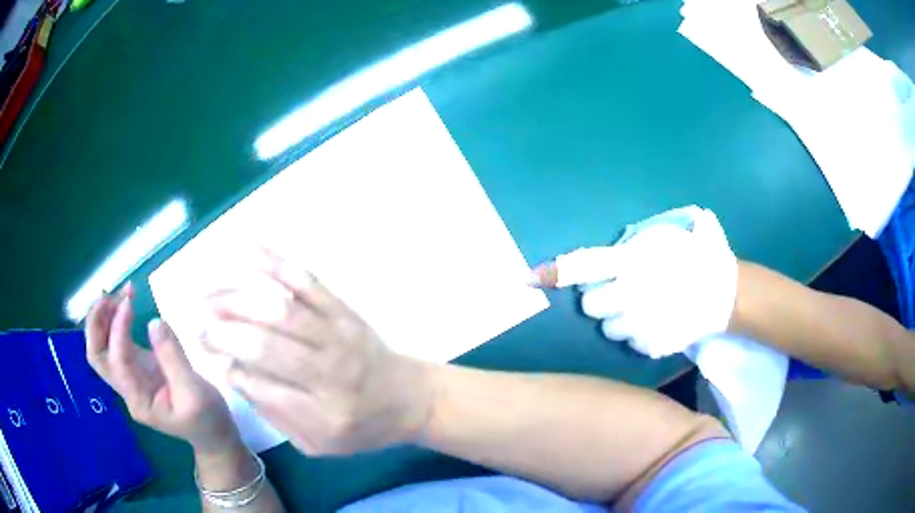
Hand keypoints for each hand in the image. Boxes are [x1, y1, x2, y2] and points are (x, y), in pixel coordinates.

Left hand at [85, 284, 238, 452]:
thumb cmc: (206, 419)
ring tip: (119, 292)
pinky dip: (116, 320)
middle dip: (97, 324)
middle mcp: (127, 389)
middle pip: (97, 356)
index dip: (118, 329)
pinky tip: (126, 302)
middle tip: (108, 296)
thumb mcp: (194, 392)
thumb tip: (154, 323)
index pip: (117, 361)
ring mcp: (131, 377)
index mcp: (139, 401)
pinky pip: (117, 342)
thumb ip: (173, 358)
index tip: (129, 302)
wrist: (213, 434)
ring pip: (103, 347)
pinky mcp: (138, 366)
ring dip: (104, 318)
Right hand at [203, 250, 433, 455]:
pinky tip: (252, 251)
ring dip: (239, 300)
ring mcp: (340, 336)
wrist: (410, 399)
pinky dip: (279, 264)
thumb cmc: (362, 428)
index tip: (217, 362)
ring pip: (281, 311)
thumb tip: (235, 375)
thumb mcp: (319, 444)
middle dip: (225, 334)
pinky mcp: (346, 312)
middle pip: (267, 346)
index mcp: (324, 415)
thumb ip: (276, 416)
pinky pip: (310, 283)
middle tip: (201, 331)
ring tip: (209, 297)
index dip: (233, 372)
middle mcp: (331, 374)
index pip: (263, 388)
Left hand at [533, 207, 737, 357]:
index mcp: (634, 260)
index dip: (555, 272)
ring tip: (641, 308)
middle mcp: (633, 292)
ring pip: (608, 330)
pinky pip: (630, 344)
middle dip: (600, 299)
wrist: (727, 291)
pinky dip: (637, 336)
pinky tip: (655, 323)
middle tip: (620, 292)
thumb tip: (607, 253)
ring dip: (618, 320)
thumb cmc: (698, 254)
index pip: (585, 265)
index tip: (529, 278)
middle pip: (590, 305)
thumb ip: (633, 244)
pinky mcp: (652, 345)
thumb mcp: (667, 234)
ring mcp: (642, 323)